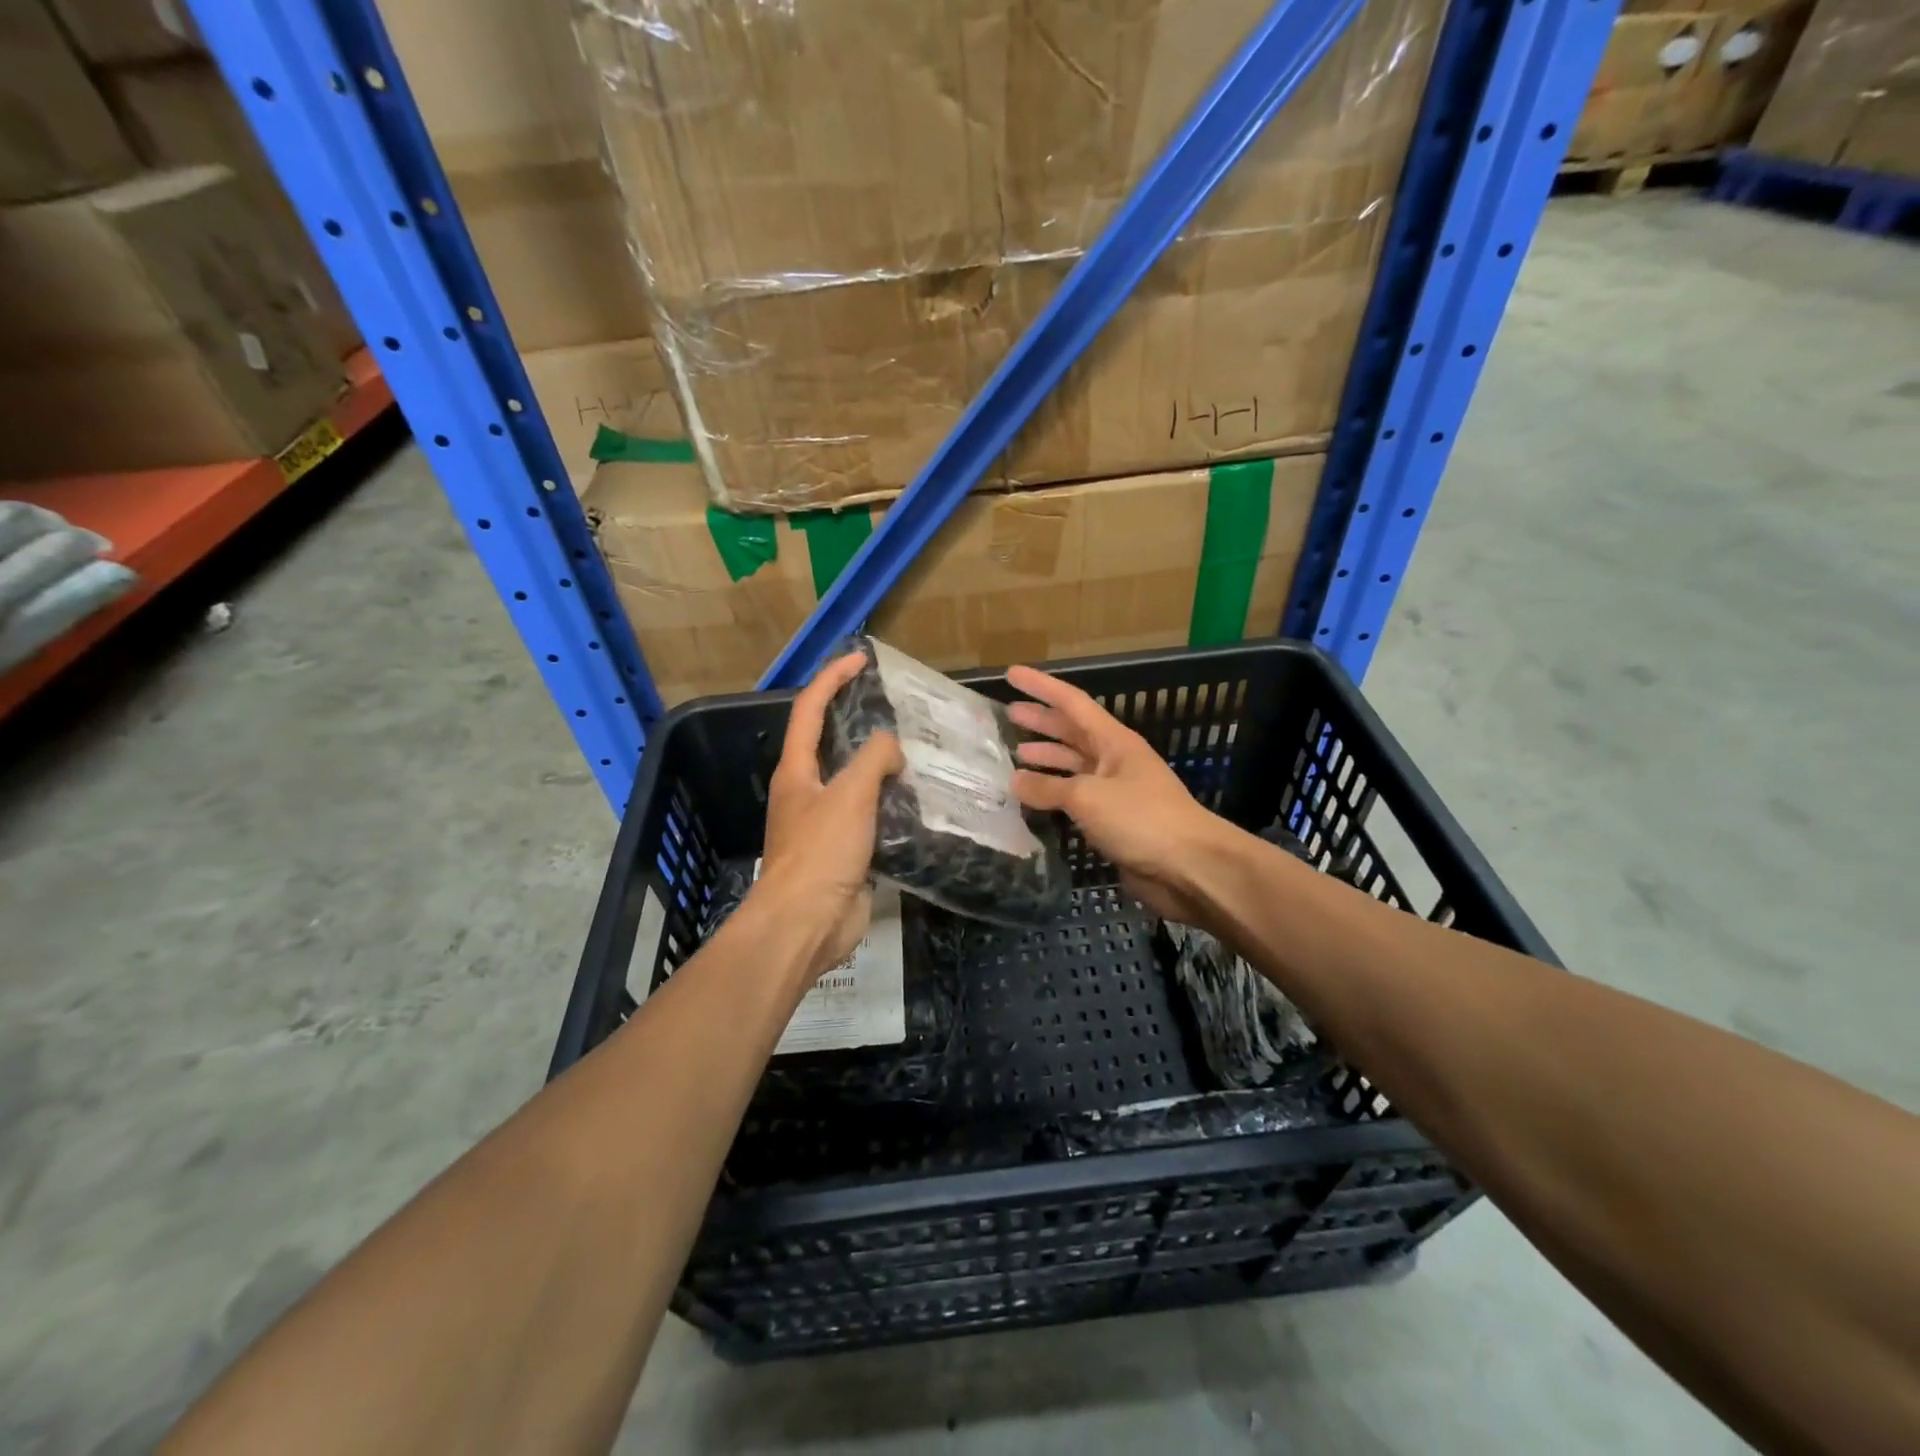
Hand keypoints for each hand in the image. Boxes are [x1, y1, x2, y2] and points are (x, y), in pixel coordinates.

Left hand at [754, 651, 903, 981]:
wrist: (806, 924)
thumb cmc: (821, 851)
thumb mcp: (850, 795)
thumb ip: (874, 760)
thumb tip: (891, 748)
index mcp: (797, 771)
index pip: (810, 710)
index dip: (832, 679)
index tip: (861, 659)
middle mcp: (806, 791)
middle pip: (830, 743)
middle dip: (858, 719)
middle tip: (896, 706)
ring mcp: (824, 823)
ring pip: (854, 782)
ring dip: (879, 765)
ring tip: (917, 751)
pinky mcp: (844, 851)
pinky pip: (869, 815)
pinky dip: (890, 803)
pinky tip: (918, 800)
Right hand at [1006, 665, 1226, 923]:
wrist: (1190, 866)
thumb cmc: (1141, 818)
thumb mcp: (1087, 797)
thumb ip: (1048, 788)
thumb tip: (1015, 782)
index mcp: (1114, 741)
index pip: (1072, 703)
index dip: (1041, 687)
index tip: (1011, 674)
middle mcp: (1114, 760)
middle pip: (1072, 732)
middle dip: (1042, 722)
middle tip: (1008, 714)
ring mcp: (1115, 791)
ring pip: (1073, 766)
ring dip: (1046, 759)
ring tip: (1015, 755)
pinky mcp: (1114, 822)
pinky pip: (1076, 800)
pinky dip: (1053, 795)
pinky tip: (1033, 799)